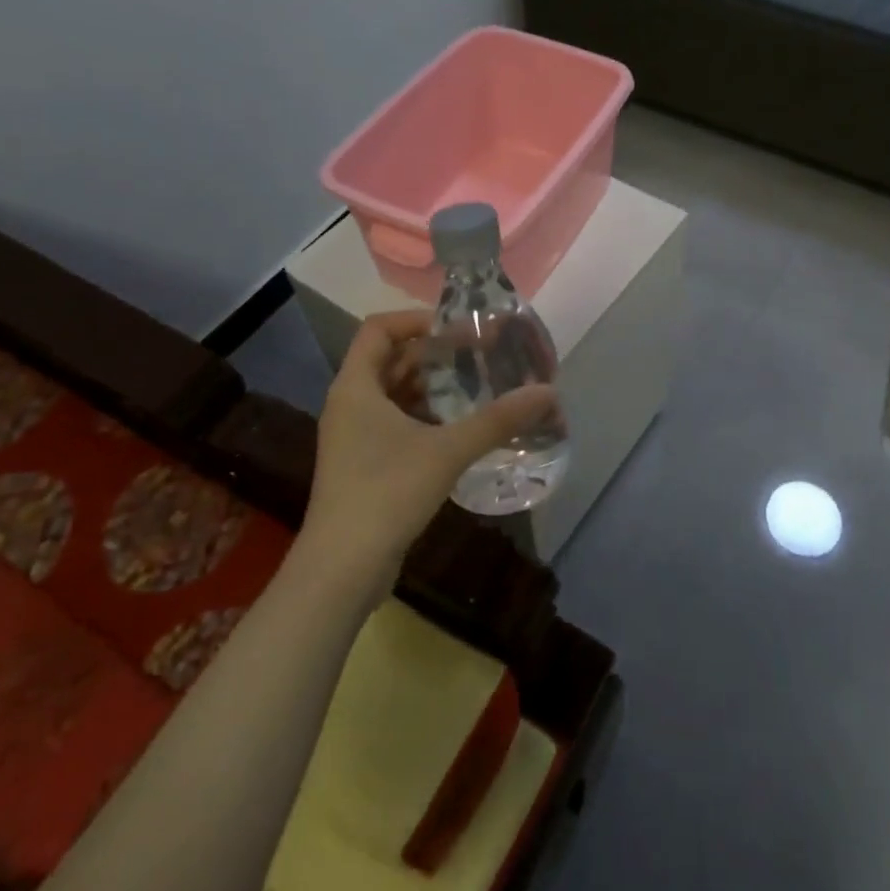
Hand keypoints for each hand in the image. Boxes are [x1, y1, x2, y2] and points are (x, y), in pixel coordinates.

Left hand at [296, 310, 556, 601]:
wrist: (341, 570)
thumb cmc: (387, 494)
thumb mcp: (447, 451)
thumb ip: (497, 420)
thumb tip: (548, 392)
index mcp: (356, 387)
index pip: (378, 329)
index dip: (417, 320)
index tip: (458, 330)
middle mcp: (349, 404)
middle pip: (390, 359)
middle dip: (433, 354)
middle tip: (478, 355)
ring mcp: (353, 437)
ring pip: (394, 393)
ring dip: (431, 386)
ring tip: (475, 386)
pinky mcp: (363, 464)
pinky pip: (394, 422)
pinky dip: (425, 416)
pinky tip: (459, 428)